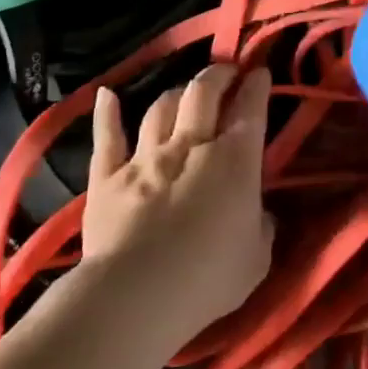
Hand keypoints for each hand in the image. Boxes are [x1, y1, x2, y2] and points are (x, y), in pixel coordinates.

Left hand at [78, 64, 274, 341]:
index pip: (250, 109)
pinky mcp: (106, 179)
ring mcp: (145, 158)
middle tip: (226, 73)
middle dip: (217, 75)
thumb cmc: (208, 278)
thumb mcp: (257, 258)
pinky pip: (108, 138)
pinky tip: (106, 95)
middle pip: (202, 93)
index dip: (257, 86)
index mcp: (235, 161)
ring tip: (184, 93)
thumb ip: (261, 227)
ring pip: (160, 108)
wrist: (135, 296)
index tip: (261, 72)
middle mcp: (190, 146)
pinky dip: (107, 114)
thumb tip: (259, 215)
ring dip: (175, 94)